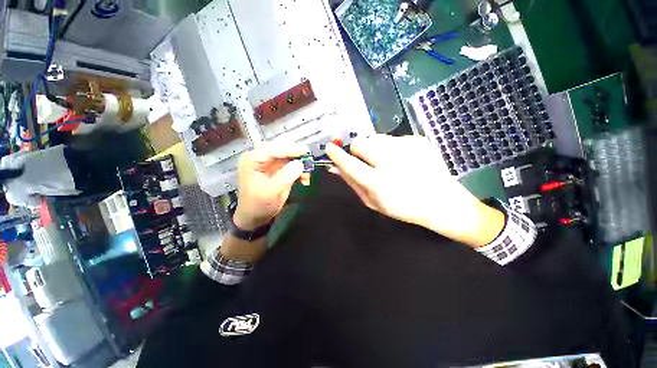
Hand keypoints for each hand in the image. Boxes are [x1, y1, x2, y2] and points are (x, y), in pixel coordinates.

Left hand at [234, 142, 309, 229]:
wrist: (256, 216)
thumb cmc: (257, 205)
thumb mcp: (269, 192)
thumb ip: (284, 177)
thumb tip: (300, 164)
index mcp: (253, 160)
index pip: (271, 148)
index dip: (288, 148)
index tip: (305, 151)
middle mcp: (262, 157)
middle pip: (281, 146)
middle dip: (296, 153)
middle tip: (308, 160)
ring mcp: (272, 162)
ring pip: (290, 153)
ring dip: (301, 161)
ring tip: (306, 174)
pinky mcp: (280, 168)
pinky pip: (294, 163)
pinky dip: (302, 169)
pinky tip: (304, 179)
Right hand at [325, 135, 504, 247]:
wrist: (441, 201)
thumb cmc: (402, 207)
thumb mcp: (373, 201)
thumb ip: (352, 183)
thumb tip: (334, 168)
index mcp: (379, 183)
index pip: (350, 164)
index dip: (337, 155)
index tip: (329, 148)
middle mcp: (392, 162)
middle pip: (361, 143)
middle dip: (357, 150)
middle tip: (366, 160)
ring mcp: (407, 148)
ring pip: (375, 138)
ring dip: (374, 148)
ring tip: (386, 161)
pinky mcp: (418, 140)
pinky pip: (393, 138)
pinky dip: (391, 147)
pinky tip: (403, 160)